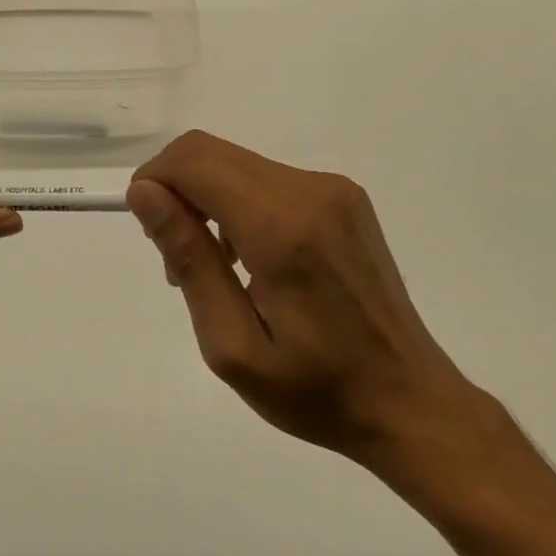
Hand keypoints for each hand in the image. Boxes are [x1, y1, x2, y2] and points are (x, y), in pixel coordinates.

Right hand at [127, 131, 493, 497]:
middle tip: (174, 257)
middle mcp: (310, 190)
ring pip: (235, 163)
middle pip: (210, 152)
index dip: (153, 182)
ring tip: (210, 267)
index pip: (193, 162)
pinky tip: (246, 258)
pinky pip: (266, 178)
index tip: (150, 235)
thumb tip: (144, 192)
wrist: (411, 403)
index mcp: (282, 228)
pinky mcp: (343, 197)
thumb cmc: (316, 390)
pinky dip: (237, 204)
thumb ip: (189, 259)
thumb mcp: (232, 345)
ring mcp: (333, 189)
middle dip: (175, 190)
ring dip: (205, 198)